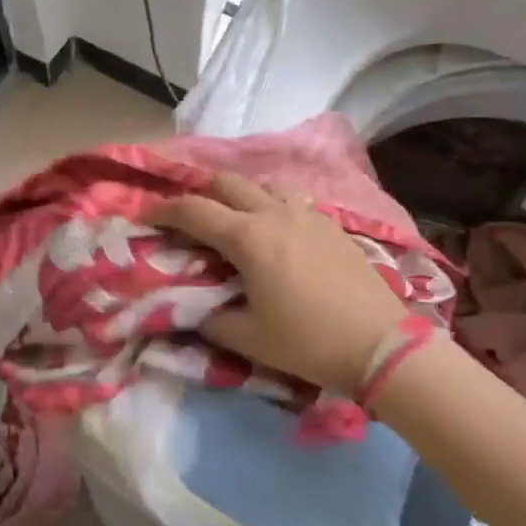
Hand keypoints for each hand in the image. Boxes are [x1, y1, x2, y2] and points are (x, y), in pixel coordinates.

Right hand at [152, 172, 408, 394]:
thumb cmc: (308, 342)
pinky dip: (271, 205)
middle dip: (200, 189)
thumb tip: (195, 309)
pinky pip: (292, 201)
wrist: (380, 343)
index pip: (194, 211)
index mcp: (248, 237)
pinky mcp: (331, 224)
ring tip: (231, 215)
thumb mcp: (248, 338)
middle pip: (228, 183)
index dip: (165, 208)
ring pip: (263, 186)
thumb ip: (212, 320)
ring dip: (240, 193)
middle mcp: (274, 213)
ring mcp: (307, 214)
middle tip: (185, 208)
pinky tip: (275, 229)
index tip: (146, 211)